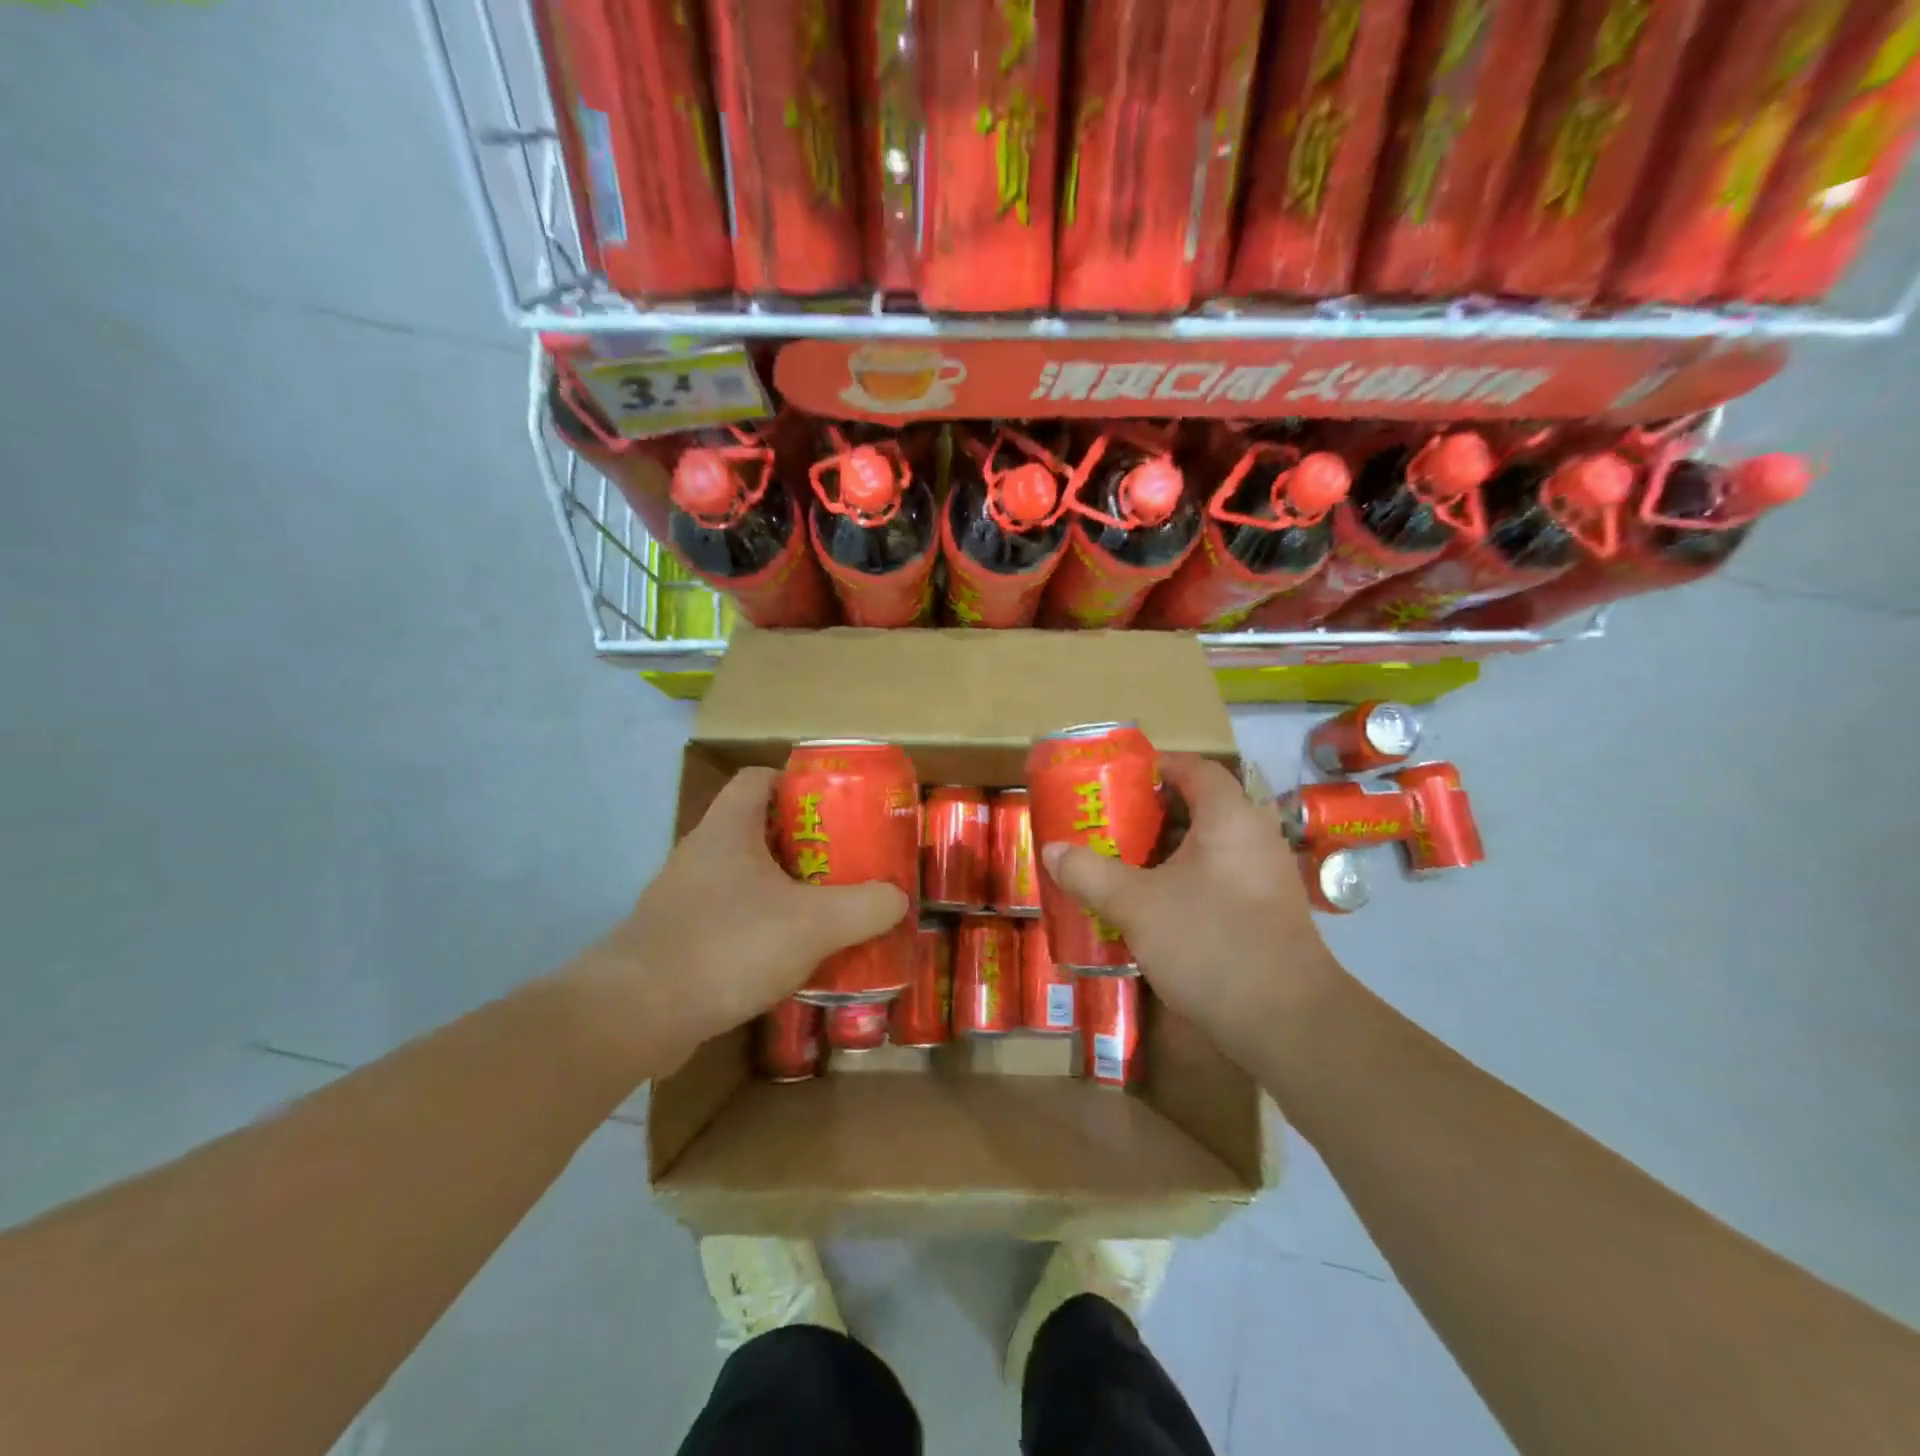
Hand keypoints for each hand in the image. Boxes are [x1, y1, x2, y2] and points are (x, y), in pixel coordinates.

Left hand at [572, 768, 907, 1072]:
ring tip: (827, 911)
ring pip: (745, 878)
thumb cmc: (726, 946)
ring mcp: (684, 898)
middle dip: (804, 844)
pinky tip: (789, 957)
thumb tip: (897, 898)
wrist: (635, 1015)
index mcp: (728, 829)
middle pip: (758, 829)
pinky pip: (730, 919)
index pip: (759, 778)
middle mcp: (701, 854)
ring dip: (784, 890)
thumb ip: (865, 907)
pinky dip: (761, 928)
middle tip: (846, 864)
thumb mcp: (813, 924)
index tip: (835, 807)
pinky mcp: (678, 940)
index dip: (797, 783)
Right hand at [1040, 754, 1343, 1066]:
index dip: (1156, 767)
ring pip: (1207, 848)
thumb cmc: (1210, 941)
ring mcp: (1264, 877)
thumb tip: (1051, 850)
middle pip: (1199, 808)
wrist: (1287, 1022)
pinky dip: (1183, 881)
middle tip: (1107, 827)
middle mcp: (1254, 837)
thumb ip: (1090, 873)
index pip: (1195, 769)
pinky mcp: (1265, 913)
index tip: (1117, 780)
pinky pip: (1218, 879)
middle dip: (1149, 815)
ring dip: (1164, 853)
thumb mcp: (1136, 905)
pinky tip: (1151, 907)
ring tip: (1120, 865)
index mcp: (1229, 818)